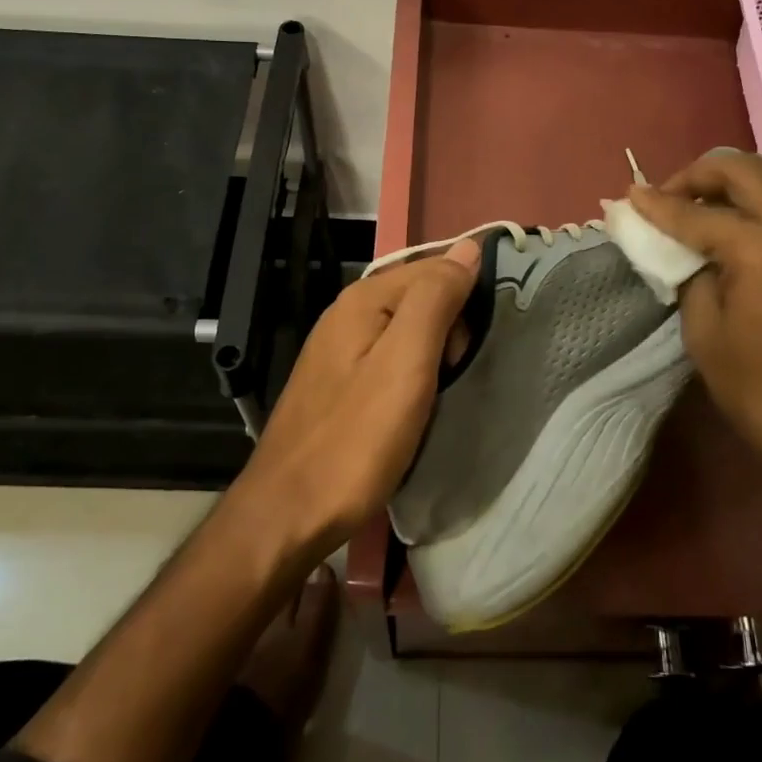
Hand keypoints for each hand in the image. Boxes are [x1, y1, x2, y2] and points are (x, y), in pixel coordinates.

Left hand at [238, 241, 480, 551]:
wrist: (288, 514)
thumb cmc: (355, 439)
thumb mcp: (406, 363)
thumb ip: (435, 299)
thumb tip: (468, 248)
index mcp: (363, 299)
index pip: (434, 267)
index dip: (464, 301)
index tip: (473, 349)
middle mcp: (348, 313)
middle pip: (420, 295)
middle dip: (451, 329)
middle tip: (453, 377)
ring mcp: (340, 349)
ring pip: (408, 329)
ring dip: (435, 353)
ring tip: (440, 395)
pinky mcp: (340, 382)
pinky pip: (391, 356)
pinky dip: (414, 373)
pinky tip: (417, 405)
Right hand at [628, 153, 761, 492]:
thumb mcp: (705, 337)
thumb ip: (691, 278)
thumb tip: (684, 250)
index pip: (696, 214)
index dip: (657, 204)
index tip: (631, 196)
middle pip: (745, 172)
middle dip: (699, 175)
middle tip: (672, 194)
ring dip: (745, 181)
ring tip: (719, 202)